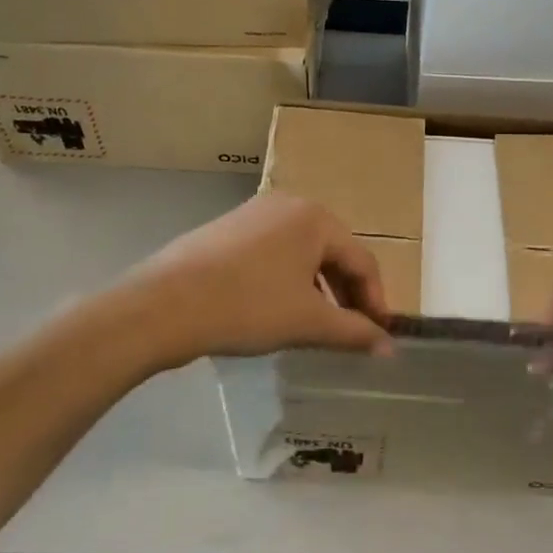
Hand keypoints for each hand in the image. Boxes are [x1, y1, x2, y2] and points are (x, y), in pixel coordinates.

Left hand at [110, 194, 392, 369]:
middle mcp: (289, 204)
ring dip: (317, 289)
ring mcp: (254, 213)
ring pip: (302, 253)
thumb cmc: (248, 306)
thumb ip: (353, 332)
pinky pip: (273, 252)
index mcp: (315, 217)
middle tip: (351, 331)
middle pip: (332, 252)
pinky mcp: (227, 229)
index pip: (362, 260)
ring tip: (315, 325)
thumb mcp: (308, 322)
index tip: (379, 336)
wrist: (164, 305)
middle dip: (346, 294)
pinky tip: (276, 309)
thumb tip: (389, 348)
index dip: (376, 301)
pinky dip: (287, 280)